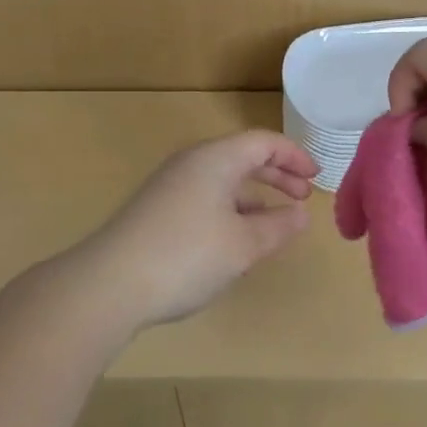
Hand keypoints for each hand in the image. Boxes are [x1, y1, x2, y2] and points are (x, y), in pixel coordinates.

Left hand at [68, 130, 318, 330]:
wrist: (110, 283)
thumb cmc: (187, 256)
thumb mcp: (244, 245)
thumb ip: (278, 226)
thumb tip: (300, 214)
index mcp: (216, 159)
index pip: (263, 142)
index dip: (294, 157)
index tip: (316, 178)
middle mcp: (191, 163)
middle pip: (242, 157)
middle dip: (276, 175)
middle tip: (302, 197)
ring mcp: (170, 186)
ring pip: (222, 180)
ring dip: (253, 196)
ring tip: (275, 222)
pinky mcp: (156, 210)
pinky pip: (204, 197)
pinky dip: (230, 209)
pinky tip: (235, 240)